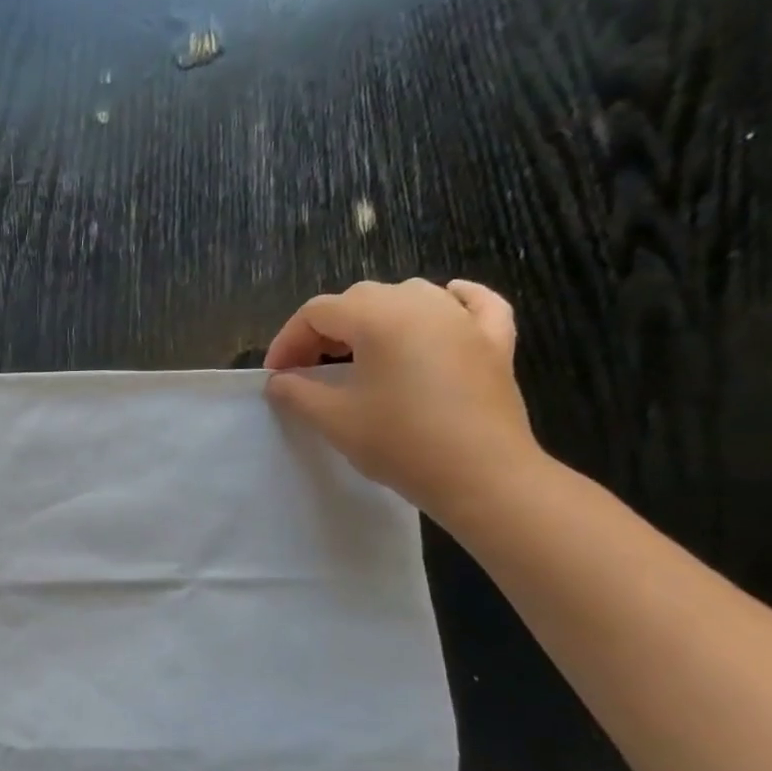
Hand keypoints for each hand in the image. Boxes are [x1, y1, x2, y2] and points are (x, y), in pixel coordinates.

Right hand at [263, 278, 538, 521]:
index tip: (276, 376)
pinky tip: (443, 305)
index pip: (318, 312)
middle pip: (360, 298)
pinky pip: (473, 303)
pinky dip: (451, 301)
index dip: (288, 340)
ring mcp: (464, 319)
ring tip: (358, 351)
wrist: (481, 475)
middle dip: (325, 330)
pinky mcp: (495, 340)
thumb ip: (296, 392)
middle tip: (307, 370)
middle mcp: (423, 304)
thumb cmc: (400, 442)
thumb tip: (279, 380)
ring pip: (409, 295)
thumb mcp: (332, 419)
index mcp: (379, 318)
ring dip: (374, 316)